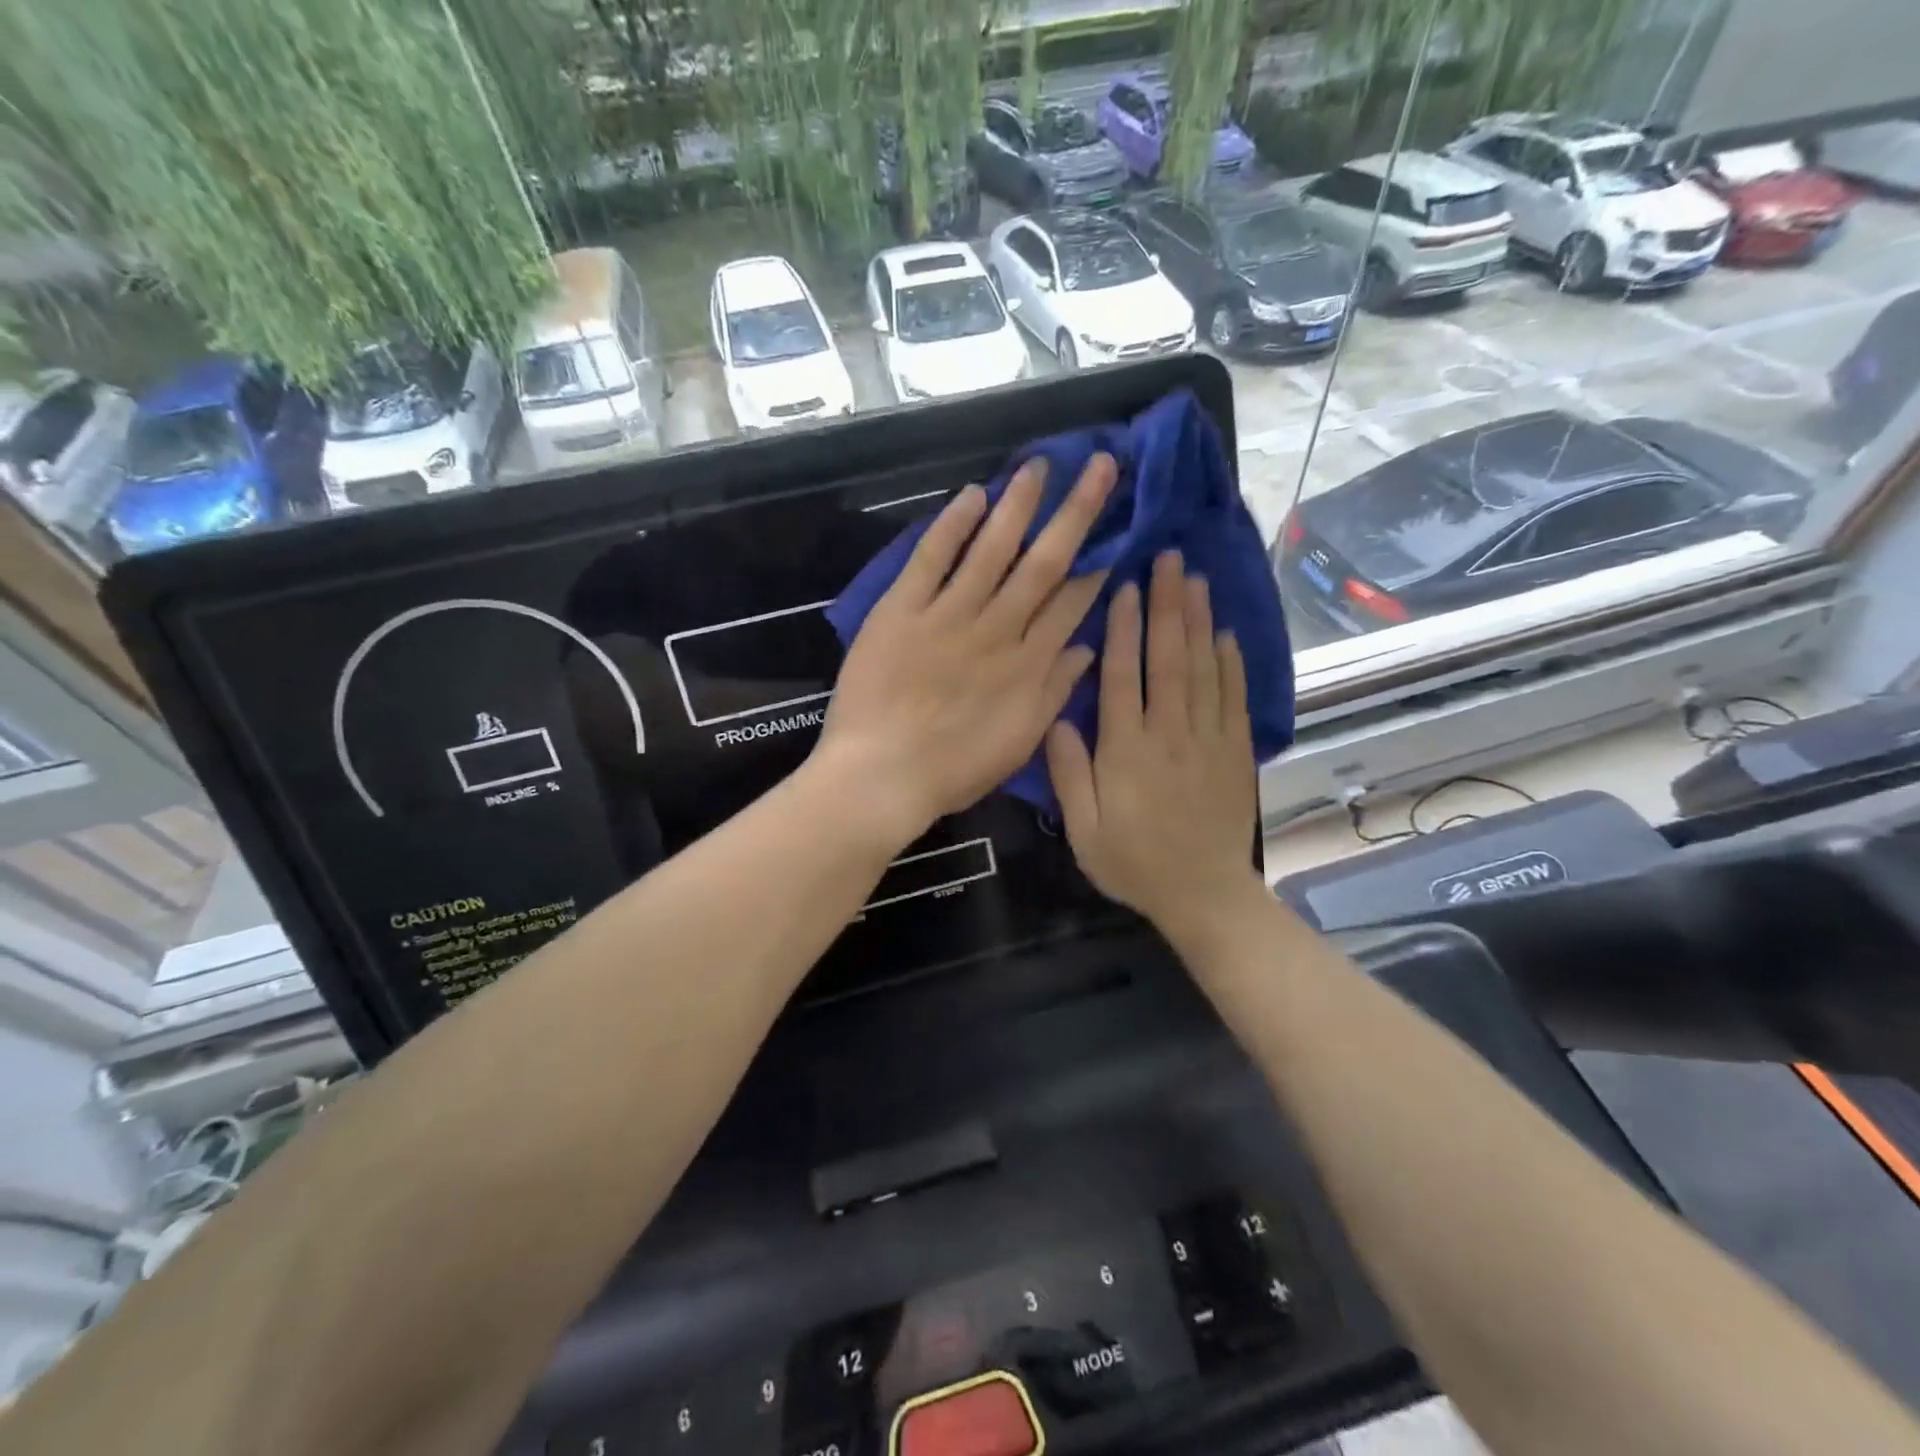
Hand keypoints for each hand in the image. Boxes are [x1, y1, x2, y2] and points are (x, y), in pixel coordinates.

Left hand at [815, 454, 1116, 846]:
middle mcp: (997, 630)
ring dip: (1018, 505)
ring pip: (992, 549)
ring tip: (1039, 466)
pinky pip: (931, 559)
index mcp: (1027, 665)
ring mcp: (949, 615)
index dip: (1095, 565)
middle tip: (1100, 466)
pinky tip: (972, 496)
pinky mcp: (902, 610)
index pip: (1071, 603)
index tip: (1114, 529)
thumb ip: (1054, 692)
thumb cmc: (952, 770)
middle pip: (1043, 563)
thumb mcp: (1018, 743)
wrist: (881, 776)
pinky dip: (951, 526)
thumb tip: (1088, 647)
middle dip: (1076, 512)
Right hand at [1046, 550, 1262, 942]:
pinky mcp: (1236, 751)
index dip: (1125, 628)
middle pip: (1170, 659)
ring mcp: (1209, 740)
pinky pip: (1234, 698)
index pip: (1124, 676)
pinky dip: (1232, 663)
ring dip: (1199, 622)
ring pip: (1204, 669)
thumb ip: (1069, 773)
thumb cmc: (1134, 864)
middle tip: (1170, 559)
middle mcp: (1171, 734)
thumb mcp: (1084, 830)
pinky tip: (1226, 634)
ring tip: (1197, 580)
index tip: (1126, 586)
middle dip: (1168, 606)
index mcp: (1127, 750)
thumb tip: (1058, 718)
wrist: (1204, 895)